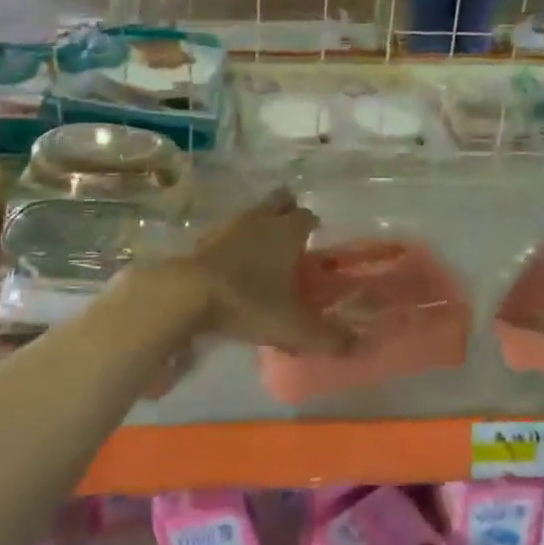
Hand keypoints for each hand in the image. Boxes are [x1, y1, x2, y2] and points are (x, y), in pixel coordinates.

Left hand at [180, 190, 350, 354]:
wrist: (188, 293)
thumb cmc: (249, 301)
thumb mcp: (293, 326)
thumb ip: (327, 336)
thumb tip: (355, 343)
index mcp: (287, 231)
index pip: (307, 216)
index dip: (312, 225)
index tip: (315, 240)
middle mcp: (260, 219)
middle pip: (279, 201)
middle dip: (287, 210)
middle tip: (292, 235)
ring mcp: (229, 225)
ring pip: (252, 213)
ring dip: (260, 225)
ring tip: (264, 251)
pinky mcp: (204, 238)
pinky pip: (228, 231)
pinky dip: (234, 241)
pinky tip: (234, 263)